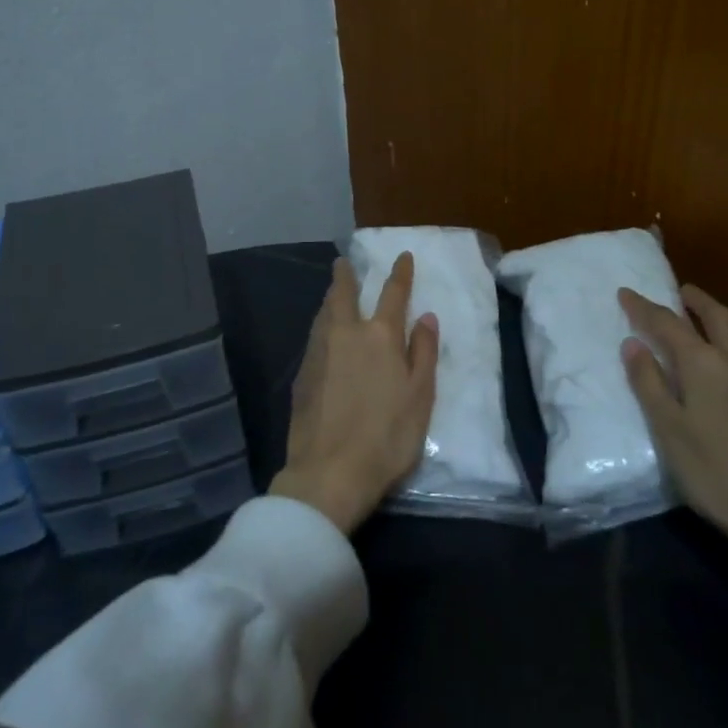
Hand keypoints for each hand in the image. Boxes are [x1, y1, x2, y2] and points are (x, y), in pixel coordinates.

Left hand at [271, 253, 439, 535]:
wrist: (329, 471)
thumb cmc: (387, 437)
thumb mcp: (420, 396)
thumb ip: (423, 352)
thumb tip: (425, 316)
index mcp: (380, 336)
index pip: (392, 294)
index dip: (400, 273)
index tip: (402, 256)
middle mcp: (345, 334)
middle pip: (343, 294)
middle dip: (346, 275)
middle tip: (344, 262)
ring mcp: (318, 352)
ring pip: (323, 313)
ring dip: (330, 297)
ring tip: (333, 291)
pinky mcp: (302, 374)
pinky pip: (314, 336)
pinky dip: (321, 324)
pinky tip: (323, 333)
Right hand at [620, 284, 727, 647]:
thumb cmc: (715, 474)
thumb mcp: (668, 431)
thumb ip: (649, 383)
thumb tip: (633, 343)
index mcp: (705, 365)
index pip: (668, 324)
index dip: (644, 307)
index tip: (626, 292)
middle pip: (718, 318)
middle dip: (697, 301)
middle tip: (682, 290)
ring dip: (724, 319)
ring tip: (711, 318)